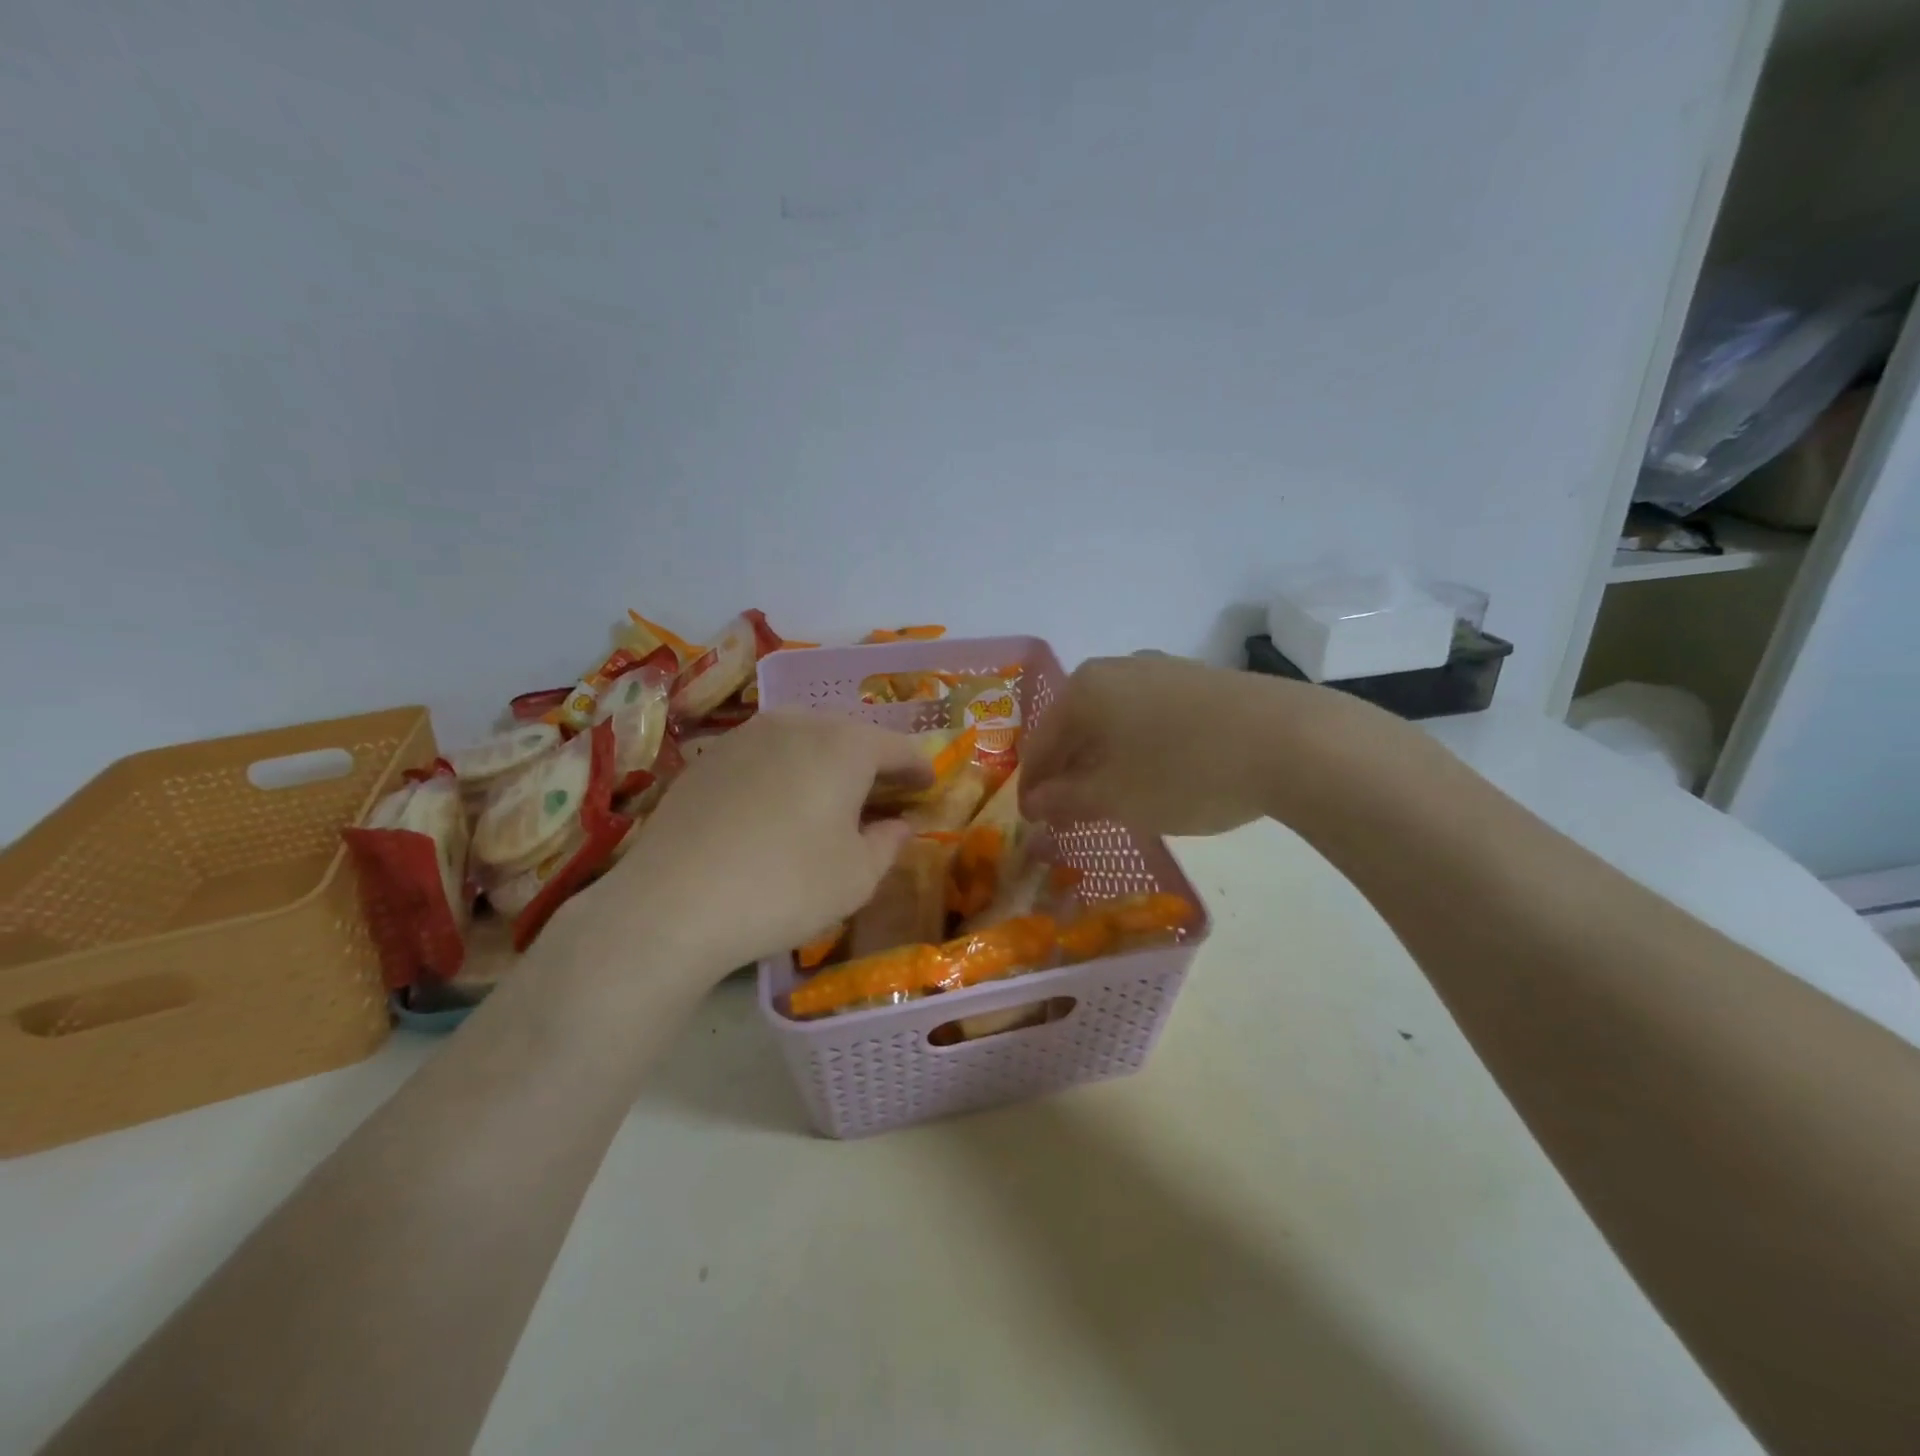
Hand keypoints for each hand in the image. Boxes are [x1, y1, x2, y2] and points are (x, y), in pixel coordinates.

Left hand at [588, 711, 932, 976]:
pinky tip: (779, 806)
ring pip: (804, 739)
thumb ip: (888, 843)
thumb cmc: (786, 886)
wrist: (672, 903)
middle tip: (885, 794)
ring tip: (833, 797)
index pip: (898, 746)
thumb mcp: (857, 876)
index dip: (919, 768)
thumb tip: (897, 825)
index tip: (929, 787)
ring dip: (827, 763)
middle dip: (873, 762)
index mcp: (845, 744)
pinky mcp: (708, 758)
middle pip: (850, 735)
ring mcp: (746, 735)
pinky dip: (786, 772)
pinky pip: (765, 755)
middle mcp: (797, 722)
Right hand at [1019, 655, 1320, 836]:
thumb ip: (1066, 799)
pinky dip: (1140, 749)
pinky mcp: (1200, 681)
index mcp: (1084, 688)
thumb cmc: (1185, 771)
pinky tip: (1158, 775)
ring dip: (1105, 762)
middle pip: (1076, 727)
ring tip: (1114, 800)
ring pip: (1114, 722)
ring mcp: (1163, 670)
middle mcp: (1118, 668)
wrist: (1293, 741)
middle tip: (1071, 815)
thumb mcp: (1117, 796)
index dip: (1033, 787)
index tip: (1033, 823)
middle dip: (1070, 773)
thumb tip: (1034, 803)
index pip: (1040, 743)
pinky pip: (1150, 717)